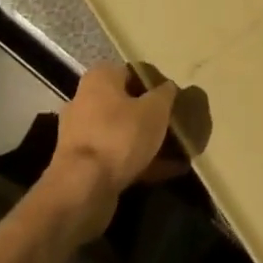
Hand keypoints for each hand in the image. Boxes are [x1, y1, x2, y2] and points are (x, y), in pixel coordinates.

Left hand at [40, 64, 180, 242]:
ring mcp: (84, 135)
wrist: (82, 190)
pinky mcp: (85, 165)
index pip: (134, 72)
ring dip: (149, 140)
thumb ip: (165, 94)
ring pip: (124, 132)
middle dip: (153, 115)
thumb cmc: (119, 136)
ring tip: (180, 150)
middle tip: (177, 123)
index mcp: (100, 78)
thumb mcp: (155, 109)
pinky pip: (119, 157)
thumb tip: (168, 88)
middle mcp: (86, 101)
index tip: (176, 98)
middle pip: (128, 104)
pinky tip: (170, 170)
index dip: (157, 84)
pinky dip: (142, 162)